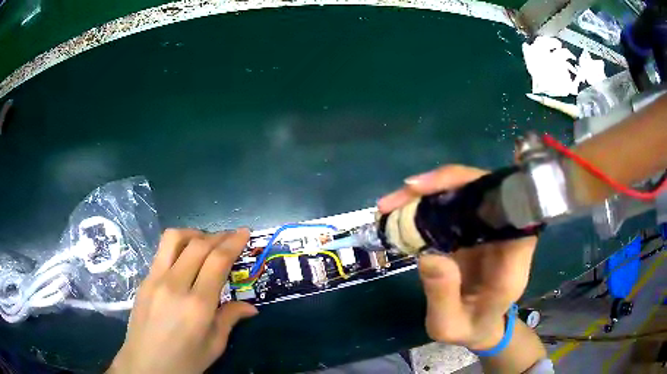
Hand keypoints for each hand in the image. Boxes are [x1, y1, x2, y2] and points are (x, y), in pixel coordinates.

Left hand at [108, 228, 257, 373]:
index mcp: (197, 305)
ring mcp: (155, 279)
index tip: (244, 232)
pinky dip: (178, 246)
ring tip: (205, 241)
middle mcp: (175, 285)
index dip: (233, 243)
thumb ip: (230, 319)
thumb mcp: (214, 345)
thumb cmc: (185, 361)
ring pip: (174, 238)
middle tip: (231, 236)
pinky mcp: (144, 280)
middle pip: (198, 245)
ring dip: (194, 233)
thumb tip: (251, 307)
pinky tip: (185, 259)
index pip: (217, 261)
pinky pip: (162, 252)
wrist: (146, 365)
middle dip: (218, 236)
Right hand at [378, 165, 537, 350]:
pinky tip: (403, 208)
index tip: (452, 192)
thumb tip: (427, 254)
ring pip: (468, 192)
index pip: (513, 210)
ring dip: (431, 190)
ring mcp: (490, 229)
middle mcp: (506, 236)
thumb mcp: (449, 326)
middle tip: (403, 193)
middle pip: (486, 191)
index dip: (486, 190)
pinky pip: (455, 205)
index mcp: (512, 262)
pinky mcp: (475, 228)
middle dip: (445, 183)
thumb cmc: (470, 329)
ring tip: (392, 203)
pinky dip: (429, 202)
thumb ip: (442, 296)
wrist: (480, 327)